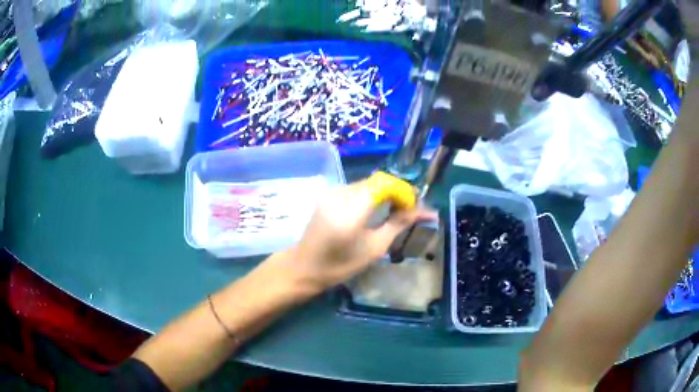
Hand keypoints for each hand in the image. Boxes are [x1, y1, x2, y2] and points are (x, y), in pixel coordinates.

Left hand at [284, 178, 437, 292]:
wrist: (304, 267)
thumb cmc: (340, 265)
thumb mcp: (374, 248)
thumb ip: (398, 223)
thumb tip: (425, 211)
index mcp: (352, 208)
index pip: (385, 184)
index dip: (404, 191)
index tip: (415, 208)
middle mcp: (341, 193)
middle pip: (377, 181)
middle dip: (396, 192)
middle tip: (409, 210)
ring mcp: (332, 192)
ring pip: (367, 184)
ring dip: (384, 193)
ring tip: (396, 211)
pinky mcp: (328, 195)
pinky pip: (356, 189)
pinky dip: (371, 195)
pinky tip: (376, 210)